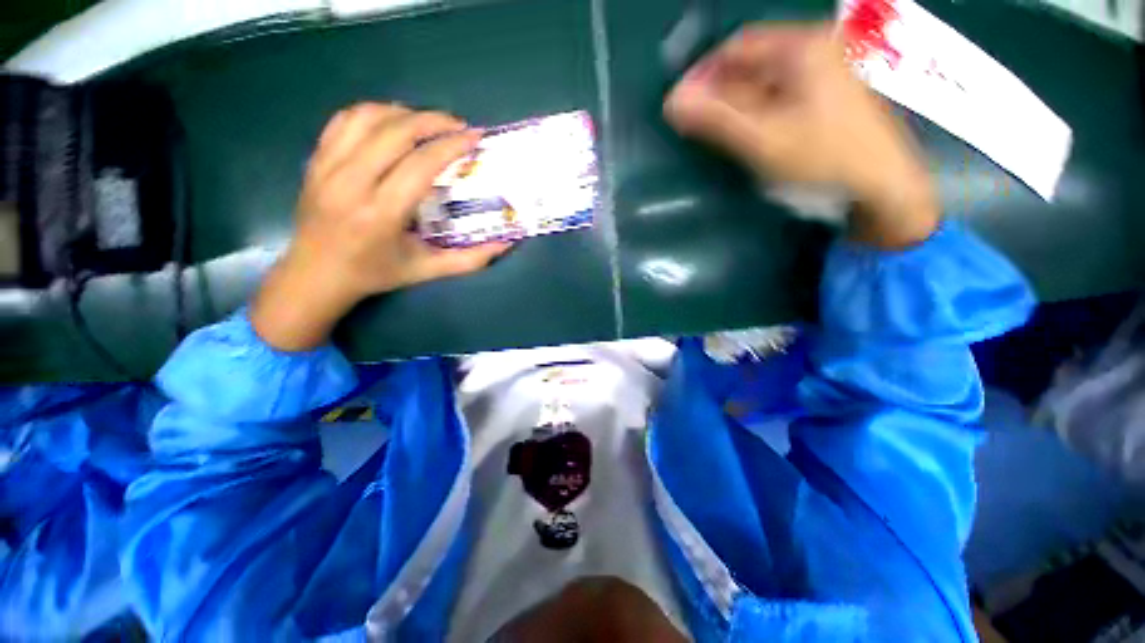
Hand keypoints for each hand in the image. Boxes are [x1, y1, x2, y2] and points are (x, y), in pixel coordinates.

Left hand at [252, 103, 511, 350]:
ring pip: (368, 117)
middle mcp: (351, 183)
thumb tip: (506, 244)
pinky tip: (393, 122)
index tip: (474, 137)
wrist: (316, 274)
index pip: (420, 164)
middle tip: (459, 126)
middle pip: (395, 132)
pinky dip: (374, 113)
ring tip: (429, 123)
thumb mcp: (427, 271)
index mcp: (381, 213)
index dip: (451, 145)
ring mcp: (327, 167)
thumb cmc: (376, 274)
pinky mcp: (315, 159)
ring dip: (405, 113)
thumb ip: (470, 260)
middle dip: (433, 121)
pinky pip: (345, 120)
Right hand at [664, 23, 937, 247]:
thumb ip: (716, 118)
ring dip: (734, 102)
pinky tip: (746, 131)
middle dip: (718, 90)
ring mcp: (825, 71)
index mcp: (801, 47)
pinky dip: (756, 109)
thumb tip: (672, 102)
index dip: (702, 73)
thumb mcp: (763, 139)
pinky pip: (780, 94)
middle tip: (693, 122)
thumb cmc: (822, 159)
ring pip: (765, 79)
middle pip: (751, 61)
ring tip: (713, 130)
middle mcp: (815, 48)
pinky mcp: (828, 95)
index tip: (679, 104)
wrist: (882, 185)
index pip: (736, 47)